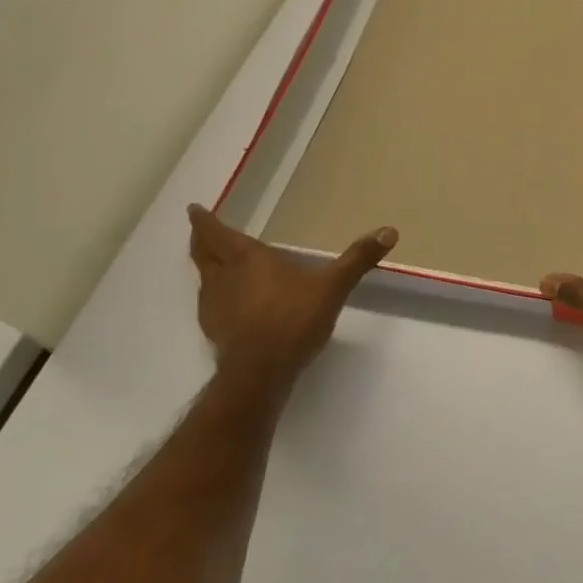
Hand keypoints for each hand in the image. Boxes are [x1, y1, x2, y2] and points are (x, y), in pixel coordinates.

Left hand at [187, 205, 395, 383]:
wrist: (260, 373)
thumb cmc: (293, 319)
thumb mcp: (332, 286)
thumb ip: (358, 259)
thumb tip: (390, 231)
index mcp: (246, 259)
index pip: (216, 234)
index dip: (204, 221)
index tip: (193, 209)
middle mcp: (223, 278)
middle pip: (202, 253)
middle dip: (200, 239)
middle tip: (199, 229)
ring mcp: (214, 306)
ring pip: (203, 279)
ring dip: (206, 267)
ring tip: (214, 262)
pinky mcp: (215, 331)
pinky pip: (210, 303)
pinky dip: (214, 294)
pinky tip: (229, 303)